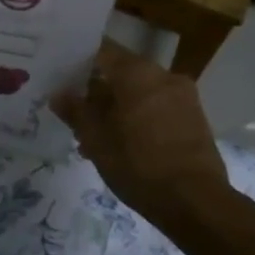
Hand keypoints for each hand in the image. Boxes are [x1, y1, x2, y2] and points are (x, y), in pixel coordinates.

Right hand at [52, 39, 230, 224]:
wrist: (196, 202)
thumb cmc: (139, 165)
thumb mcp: (97, 140)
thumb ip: (76, 112)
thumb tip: (59, 94)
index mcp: (138, 73)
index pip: (102, 51)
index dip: (78, 61)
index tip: (61, 75)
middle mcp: (163, 75)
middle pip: (122, 72)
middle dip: (97, 91)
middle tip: (74, 113)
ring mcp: (183, 96)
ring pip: (139, 92)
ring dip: (117, 108)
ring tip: (95, 138)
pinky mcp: (194, 118)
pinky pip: (157, 107)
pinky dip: (138, 117)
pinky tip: (122, 145)